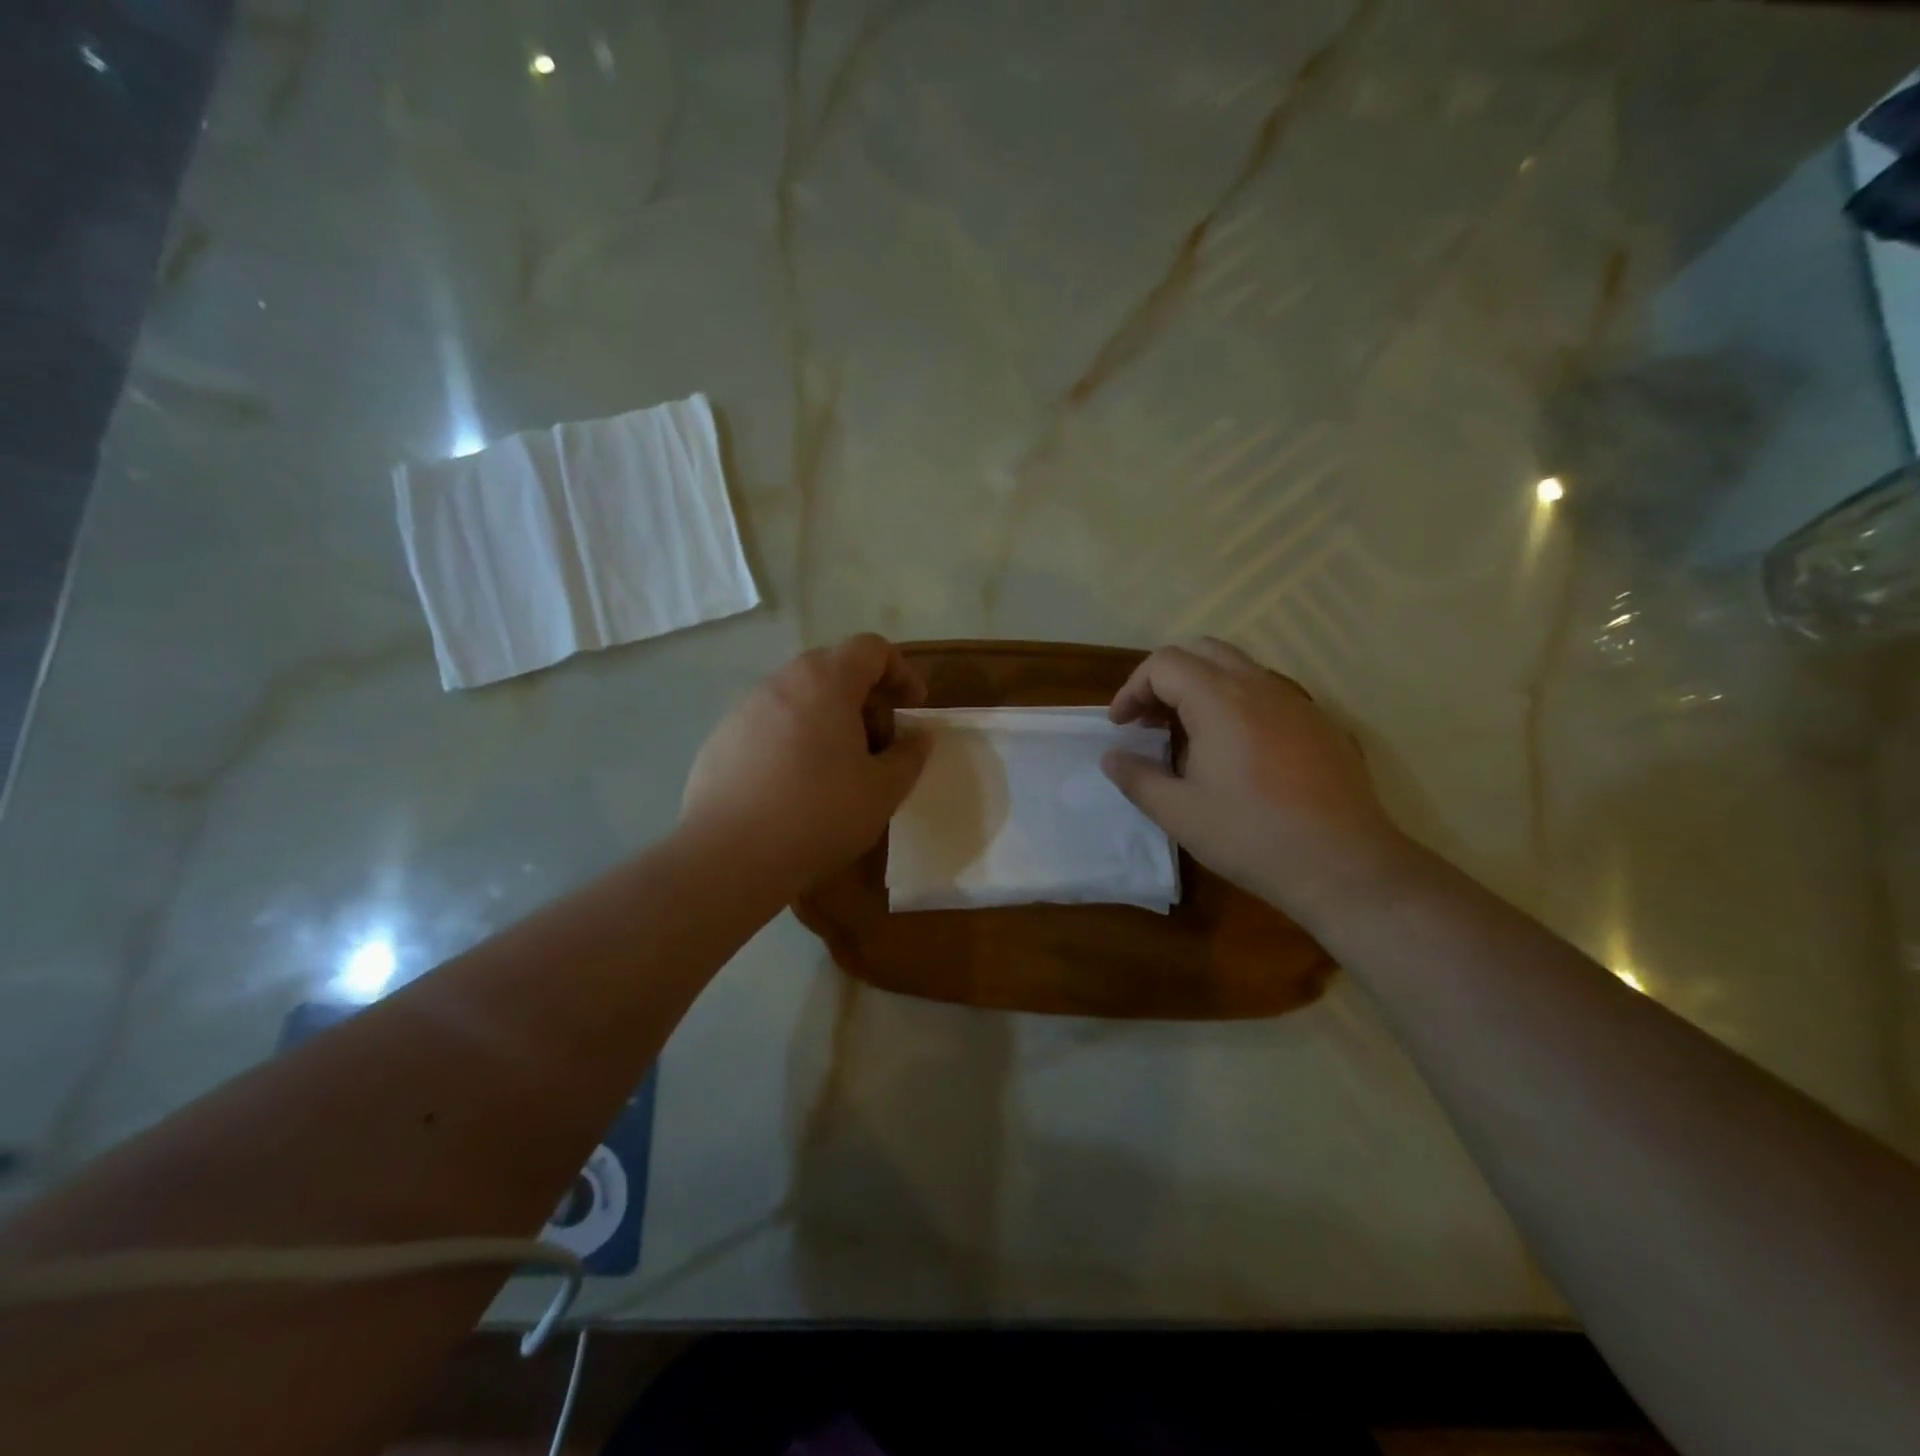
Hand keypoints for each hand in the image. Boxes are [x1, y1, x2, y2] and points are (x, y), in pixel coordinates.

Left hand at [681, 634, 931, 888]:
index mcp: (826, 682)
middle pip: (833, 670)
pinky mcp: (720, 739)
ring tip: (837, 771)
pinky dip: (792, 740)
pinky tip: (793, 788)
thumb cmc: (819, 815)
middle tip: (878, 746)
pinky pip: (768, 725)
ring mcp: (744, 709)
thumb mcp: (883, 791)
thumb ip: (909, 755)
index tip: (912, 708)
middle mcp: (781, 682)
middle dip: (864, 700)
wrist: (729, 856)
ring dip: (827, 721)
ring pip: (799, 698)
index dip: (900, 671)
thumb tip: (917, 736)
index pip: (871, 648)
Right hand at [1102, 638, 1412, 922]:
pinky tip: (1237, 753)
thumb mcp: (1178, 813)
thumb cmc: (1251, 835)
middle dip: (1166, 679)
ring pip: (1238, 669)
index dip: (1133, 688)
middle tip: (1150, 720)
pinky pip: (1268, 694)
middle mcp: (1259, 686)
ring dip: (1202, 689)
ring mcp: (1296, 702)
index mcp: (1220, 699)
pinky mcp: (1320, 724)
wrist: (1344, 864)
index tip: (1121, 726)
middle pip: (1202, 652)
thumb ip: (1137, 778)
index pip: (1164, 664)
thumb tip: (1112, 758)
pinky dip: (1237, 704)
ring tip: (1188, 735)